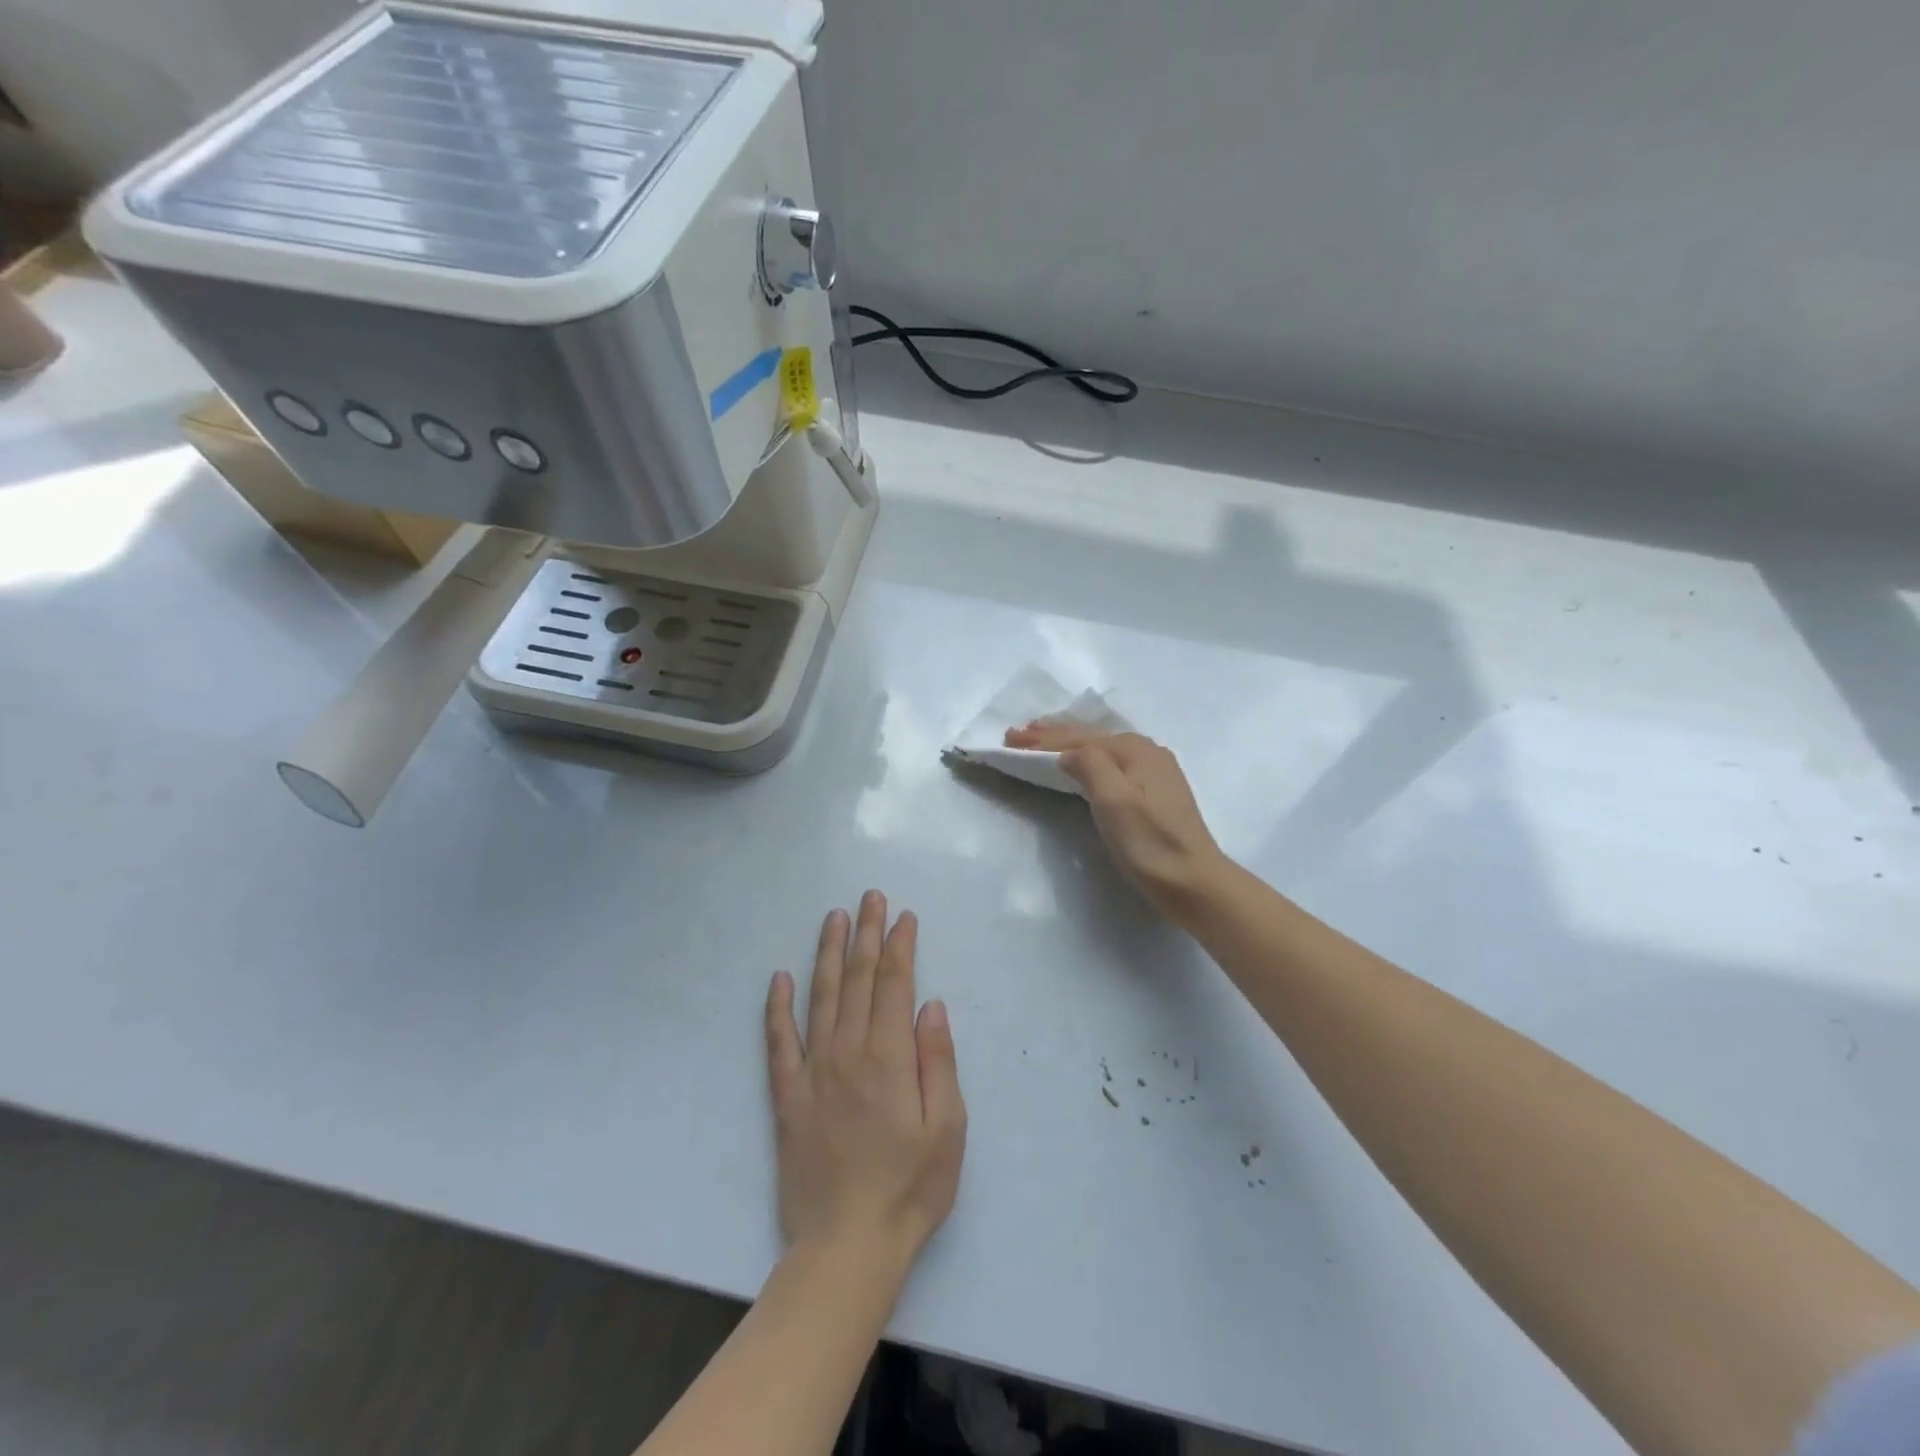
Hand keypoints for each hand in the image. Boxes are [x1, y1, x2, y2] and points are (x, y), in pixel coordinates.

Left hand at [765, 892, 966, 1272]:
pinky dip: (777, 1007)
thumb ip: (938, 1059)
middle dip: (867, 934)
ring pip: (821, 997)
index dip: (900, 946)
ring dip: (829, 954)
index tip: (904, 916)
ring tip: (833, 918)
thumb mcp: (948, 1127)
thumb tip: (930, 1004)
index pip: (895, 984)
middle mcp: (848, 1051)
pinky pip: (779, 1041)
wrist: (846, 1246)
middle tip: (870, 897)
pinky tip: (778, 978)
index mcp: (890, 1057)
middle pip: (859, 979)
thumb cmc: (910, 1187)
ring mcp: (813, 1071)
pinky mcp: (787, 1096)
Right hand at [1003, 724, 1228, 916]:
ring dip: (1067, 744)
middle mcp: (1146, 751)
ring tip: (1039, 740)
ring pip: (1101, 749)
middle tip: (1017, 734)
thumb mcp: (1114, 801)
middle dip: (1052, 735)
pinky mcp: (1155, 791)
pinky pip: (1110, 763)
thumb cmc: (1150, 843)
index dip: (1042, 739)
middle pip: (1090, 738)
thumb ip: (1090, 765)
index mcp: (1135, 749)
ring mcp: (1153, 771)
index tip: (1009, 739)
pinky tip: (1079, 761)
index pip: (1078, 739)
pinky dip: (1086, 758)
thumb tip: (1068, 752)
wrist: (1194, 881)